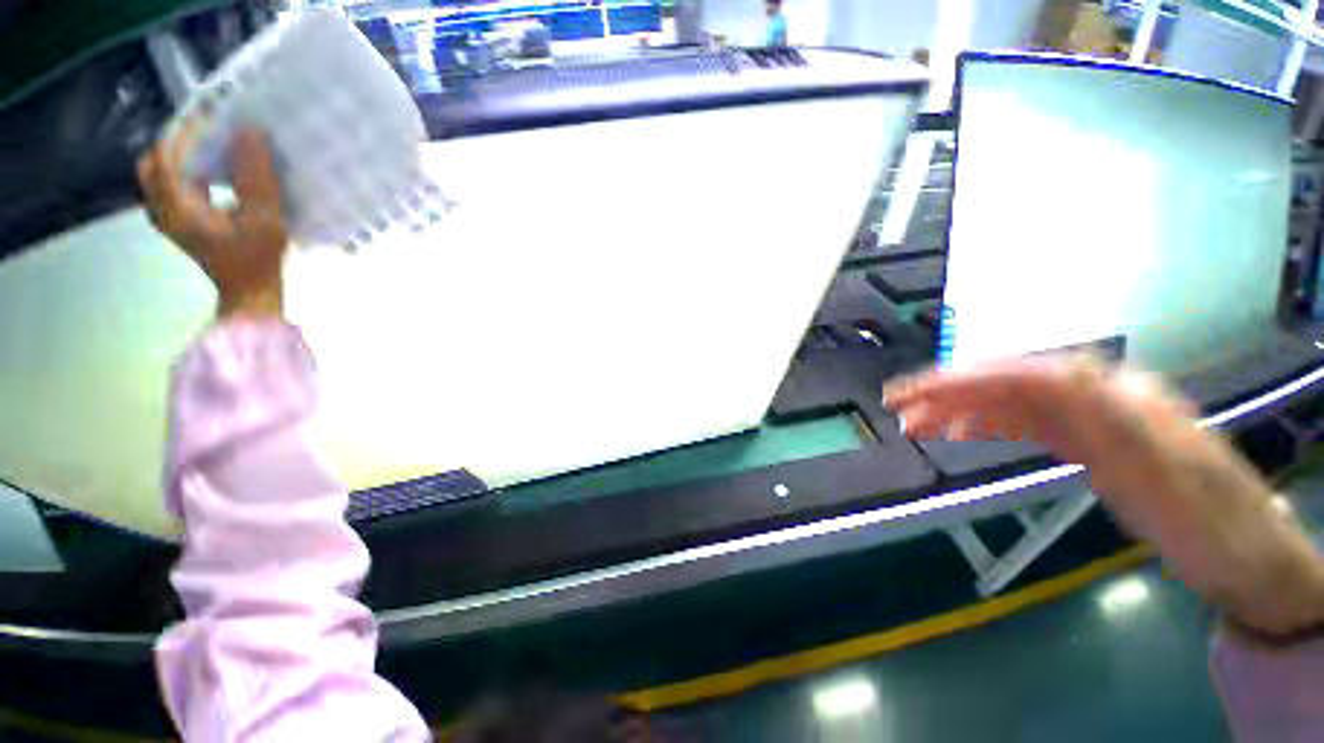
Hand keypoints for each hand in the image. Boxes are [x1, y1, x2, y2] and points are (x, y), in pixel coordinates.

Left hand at [138, 126, 287, 319]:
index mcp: (176, 206)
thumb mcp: (266, 219)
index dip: (187, 129)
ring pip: (161, 173)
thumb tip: (251, 132)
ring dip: (183, 155)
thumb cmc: (259, 262)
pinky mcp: (179, 223)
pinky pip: (171, 186)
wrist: (251, 297)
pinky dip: (187, 172)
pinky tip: (214, 174)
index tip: (217, 117)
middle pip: (156, 160)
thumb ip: (256, 176)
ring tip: (216, 149)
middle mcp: (162, 208)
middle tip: (212, 132)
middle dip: (179, 141)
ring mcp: (168, 217)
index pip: (166, 152)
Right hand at [885, 355, 1323, 636]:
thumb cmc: (1211, 525)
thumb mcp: (1169, 474)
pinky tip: (961, 431)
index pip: (1024, 374)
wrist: (1248, 561)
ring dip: (959, 409)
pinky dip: (985, 425)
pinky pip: (1023, 424)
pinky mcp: (1085, 442)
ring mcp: (1090, 419)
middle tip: (898, 407)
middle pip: (1009, 383)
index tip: (915, 392)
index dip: (965, 379)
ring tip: (916, 423)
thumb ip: (1112, 418)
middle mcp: (1098, 396)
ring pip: (1009, 403)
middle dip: (949, 391)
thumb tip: (1059, 372)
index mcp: (1116, 396)